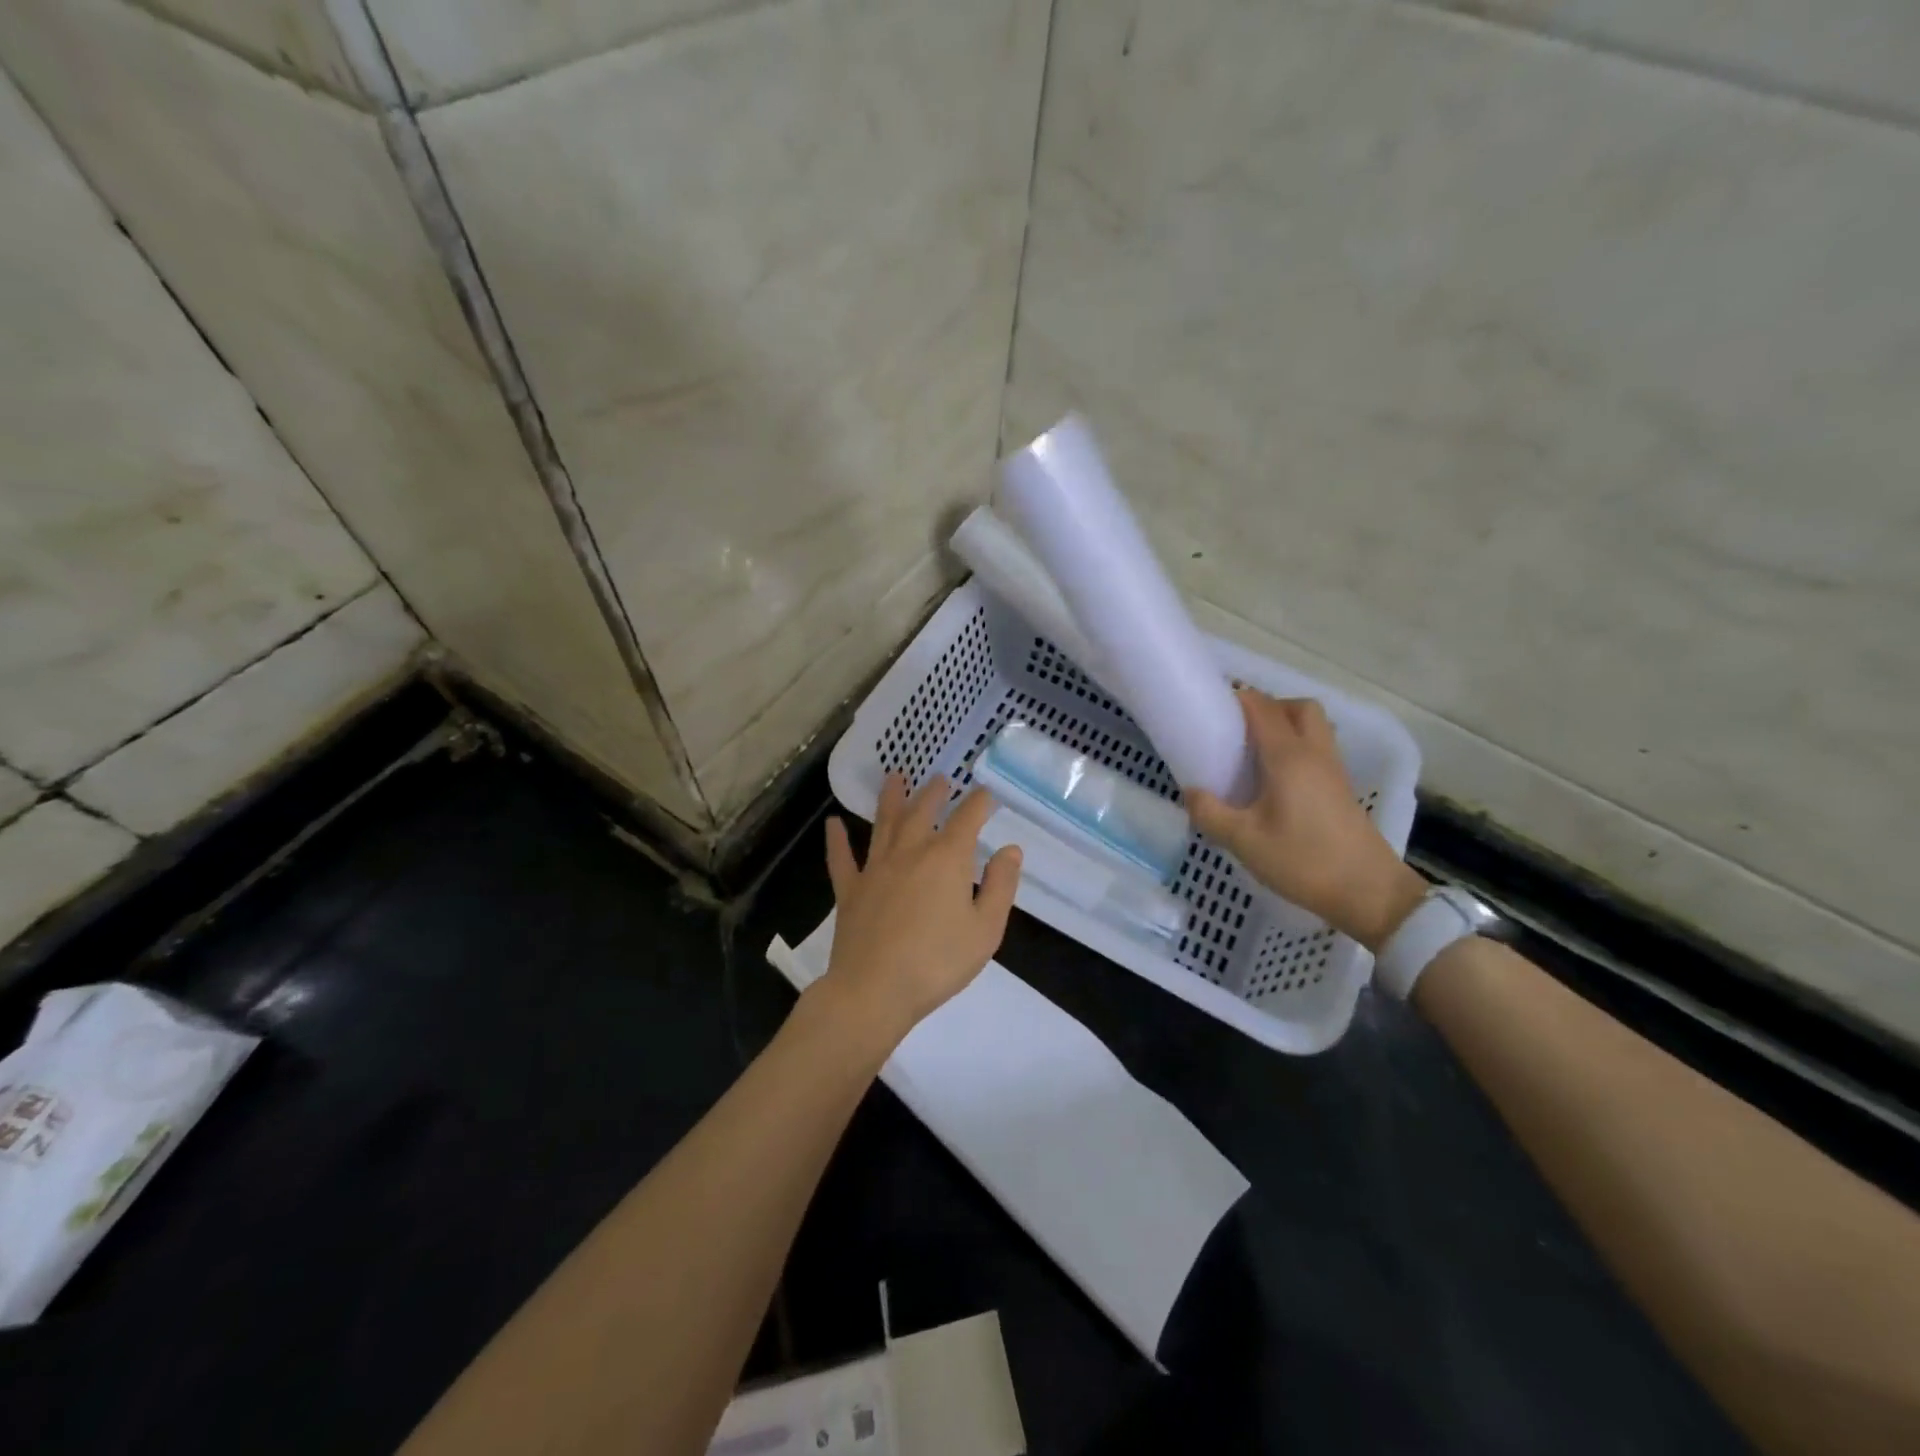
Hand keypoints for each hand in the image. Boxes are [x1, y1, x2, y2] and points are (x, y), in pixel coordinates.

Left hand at [817, 773, 1022, 1048]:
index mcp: (947, 858)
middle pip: (923, 811)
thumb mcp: (986, 929)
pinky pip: (841, 858)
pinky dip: (837, 839)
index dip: (979, 802)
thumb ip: (1000, 886)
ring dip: (891, 798)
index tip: (986, 794)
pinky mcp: (850, 890)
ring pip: (884, 823)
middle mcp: (910, 852)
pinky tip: (832, 823)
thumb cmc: (938, 962)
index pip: (968, 818)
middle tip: (941, 779)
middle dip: (935, 792)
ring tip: (895, 776)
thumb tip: (1010, 850)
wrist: (875, 990)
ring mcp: (875, 868)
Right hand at [1186, 690, 1426, 951]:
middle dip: (1268, 707)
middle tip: (1239, 732)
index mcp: (1288, 757)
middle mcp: (1314, 753)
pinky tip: (1274, 781)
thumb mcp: (1244, 841)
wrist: (1369, 893)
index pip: (1262, 707)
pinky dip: (1295, 749)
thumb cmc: (1303, 861)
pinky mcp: (1341, 789)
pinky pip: (1317, 750)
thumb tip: (1190, 792)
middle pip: (1297, 707)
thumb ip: (1210, 813)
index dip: (1236, 699)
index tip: (1210, 709)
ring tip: (1253, 756)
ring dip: (1285, 727)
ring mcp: (1333, 770)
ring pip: (1313, 727)